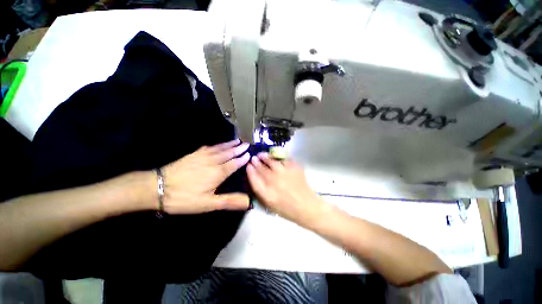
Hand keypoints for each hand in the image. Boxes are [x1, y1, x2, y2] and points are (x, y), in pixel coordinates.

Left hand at [161, 139, 249, 213]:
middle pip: (228, 153)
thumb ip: (229, 201)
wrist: (158, 188)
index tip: (249, 154)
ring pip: (219, 148)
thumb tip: (248, 202)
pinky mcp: (193, 155)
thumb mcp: (208, 204)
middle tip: (246, 144)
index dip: (242, 159)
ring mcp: (202, 157)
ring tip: (237, 140)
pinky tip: (217, 144)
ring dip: (229, 144)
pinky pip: (208, 147)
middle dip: (238, 149)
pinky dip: (216, 145)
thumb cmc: (184, 198)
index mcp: (218, 173)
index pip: (234, 164)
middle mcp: (212, 162)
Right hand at [246, 153, 327, 226]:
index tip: (248, 165)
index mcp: (267, 194)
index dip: (250, 171)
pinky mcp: (294, 168)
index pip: (254, 179)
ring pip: (272, 161)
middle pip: (262, 169)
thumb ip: (261, 191)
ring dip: (265, 157)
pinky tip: (275, 157)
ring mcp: (285, 173)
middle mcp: (275, 181)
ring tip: (262, 155)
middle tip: (254, 158)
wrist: (307, 206)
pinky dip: (278, 157)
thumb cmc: (287, 208)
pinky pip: (284, 159)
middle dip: (256, 162)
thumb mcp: (270, 204)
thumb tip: (255, 176)